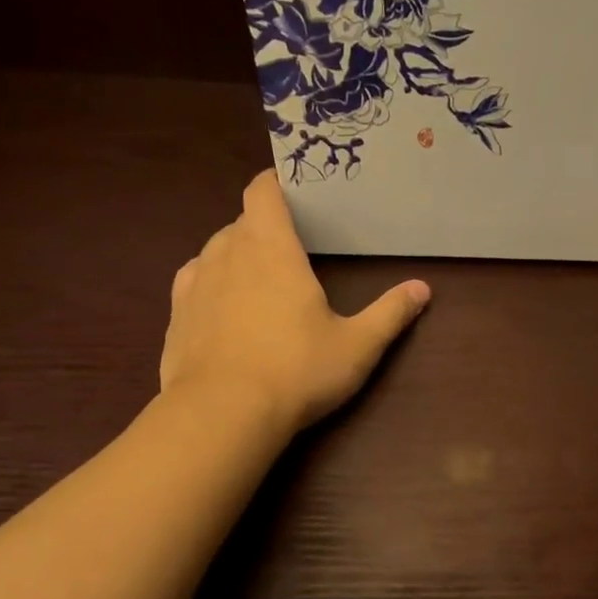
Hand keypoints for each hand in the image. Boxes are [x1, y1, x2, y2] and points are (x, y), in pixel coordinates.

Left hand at [159, 171, 430, 433]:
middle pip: (242, 222)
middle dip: (265, 229)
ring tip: (260, 283)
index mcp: (271, 248)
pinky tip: (226, 311)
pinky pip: (194, 284)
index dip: (276, 183)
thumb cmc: (296, 370)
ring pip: (215, 252)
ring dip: (237, 257)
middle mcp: (226, 253)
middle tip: (294, 251)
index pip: (263, 190)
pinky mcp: (175, 316)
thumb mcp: (357, 346)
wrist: (222, 415)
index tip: (295, 191)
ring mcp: (194, 283)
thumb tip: (422, 288)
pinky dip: (212, 287)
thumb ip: (390, 314)